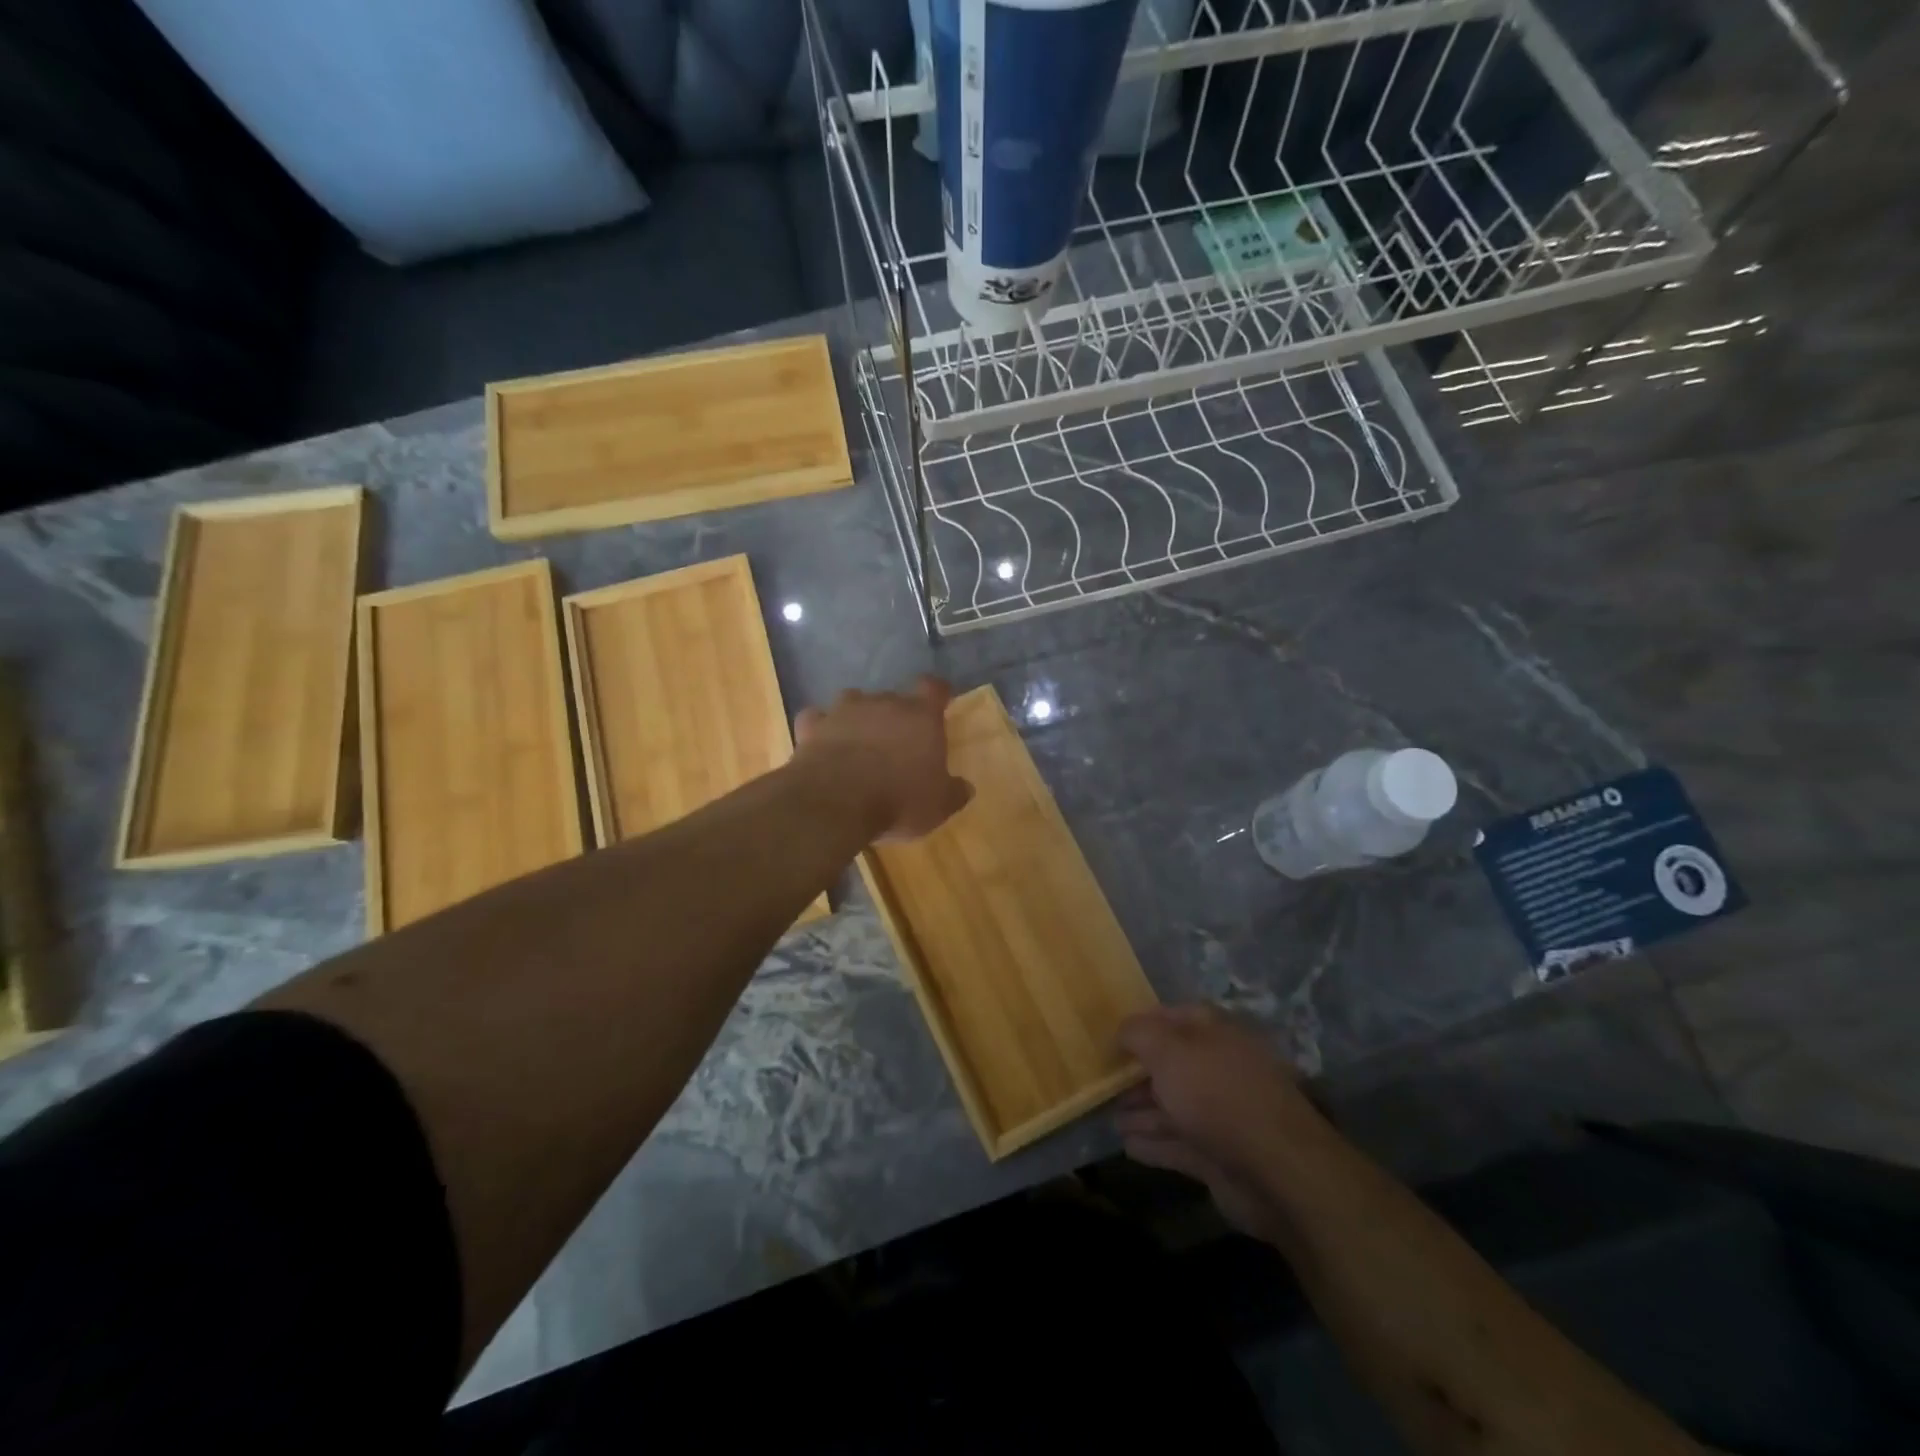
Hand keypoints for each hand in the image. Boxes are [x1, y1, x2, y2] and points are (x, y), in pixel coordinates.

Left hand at [794, 677, 972, 841]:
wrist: (836, 802)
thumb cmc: (899, 799)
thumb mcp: (939, 805)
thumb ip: (954, 792)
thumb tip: (965, 787)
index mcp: (921, 716)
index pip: (933, 688)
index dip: (937, 693)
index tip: (939, 702)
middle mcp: (884, 703)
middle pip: (893, 698)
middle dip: (896, 716)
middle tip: (897, 743)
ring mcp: (844, 711)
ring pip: (854, 702)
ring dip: (858, 718)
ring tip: (859, 743)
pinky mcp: (812, 726)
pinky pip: (817, 719)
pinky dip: (821, 728)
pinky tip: (822, 745)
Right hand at [1115, 1004, 1318, 1239]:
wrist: (1276, 1168)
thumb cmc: (1217, 1093)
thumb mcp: (1168, 1050)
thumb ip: (1138, 1034)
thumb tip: (1121, 1030)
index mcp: (1215, 1033)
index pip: (1172, 1017)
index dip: (1140, 1025)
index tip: (1110, 1038)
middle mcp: (1219, 1068)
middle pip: (1171, 1065)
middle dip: (1138, 1073)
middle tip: (1104, 1081)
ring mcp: (1221, 1114)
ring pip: (1173, 1106)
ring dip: (1142, 1111)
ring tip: (1109, 1116)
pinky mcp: (1219, 1155)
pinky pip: (1177, 1144)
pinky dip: (1153, 1143)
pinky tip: (1127, 1145)